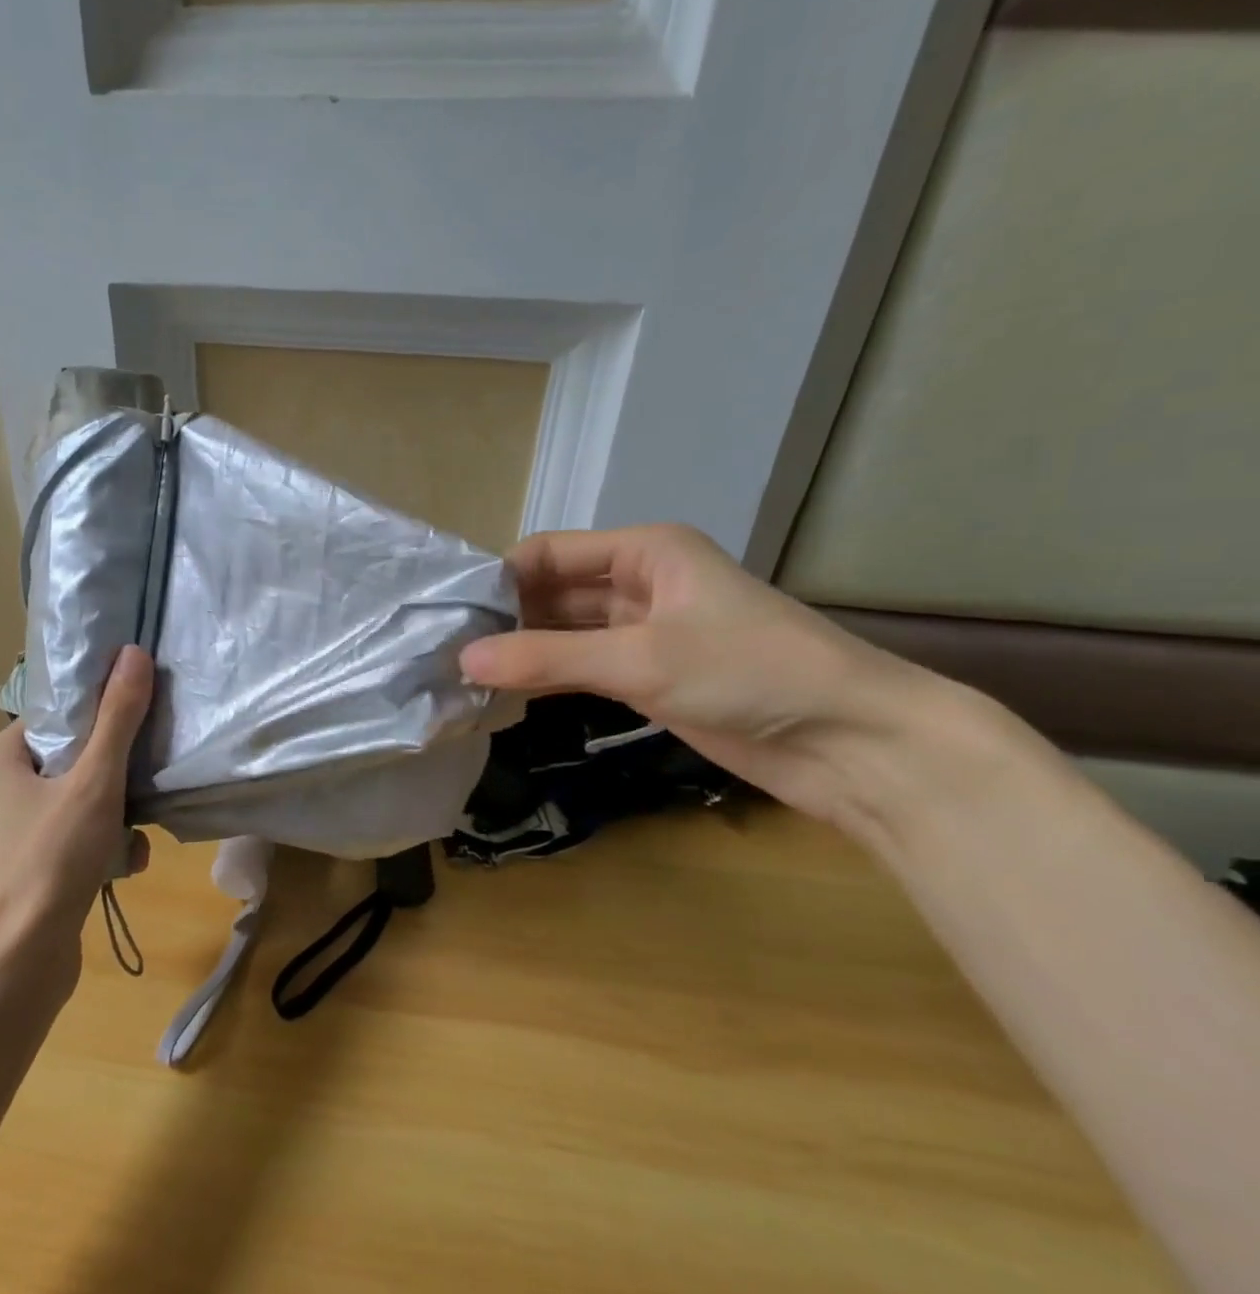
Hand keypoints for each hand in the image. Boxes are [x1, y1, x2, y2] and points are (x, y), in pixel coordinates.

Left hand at [0, 646, 153, 979]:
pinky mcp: (32, 858)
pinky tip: (127, 861)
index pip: (59, 714)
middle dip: (116, 773)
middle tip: (142, 781)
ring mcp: (15, 826)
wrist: (25, 959)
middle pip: (75, 754)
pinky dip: (105, 840)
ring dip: (118, 810)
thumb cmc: (53, 859)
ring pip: (82, 794)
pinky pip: (78, 830)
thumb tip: (134, 653)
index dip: (101, 715)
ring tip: (136, 832)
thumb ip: (117, 718)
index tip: (138, 725)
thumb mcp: (94, 781)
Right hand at [460, 525, 929, 822]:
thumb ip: (548, 658)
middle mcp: (640, 583)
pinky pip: (582, 669)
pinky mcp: (649, 678)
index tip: (448, 613)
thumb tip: (463, 658)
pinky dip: (548, 679)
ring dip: (523, 652)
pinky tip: (505, 695)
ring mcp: (644, 634)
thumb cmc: (750, 673)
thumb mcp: (641, 659)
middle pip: (554, 592)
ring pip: (566, 634)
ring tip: (463, 674)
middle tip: (446, 649)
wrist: (848, 742)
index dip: (500, 578)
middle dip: (506, 618)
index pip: (550, 553)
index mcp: (645, 551)